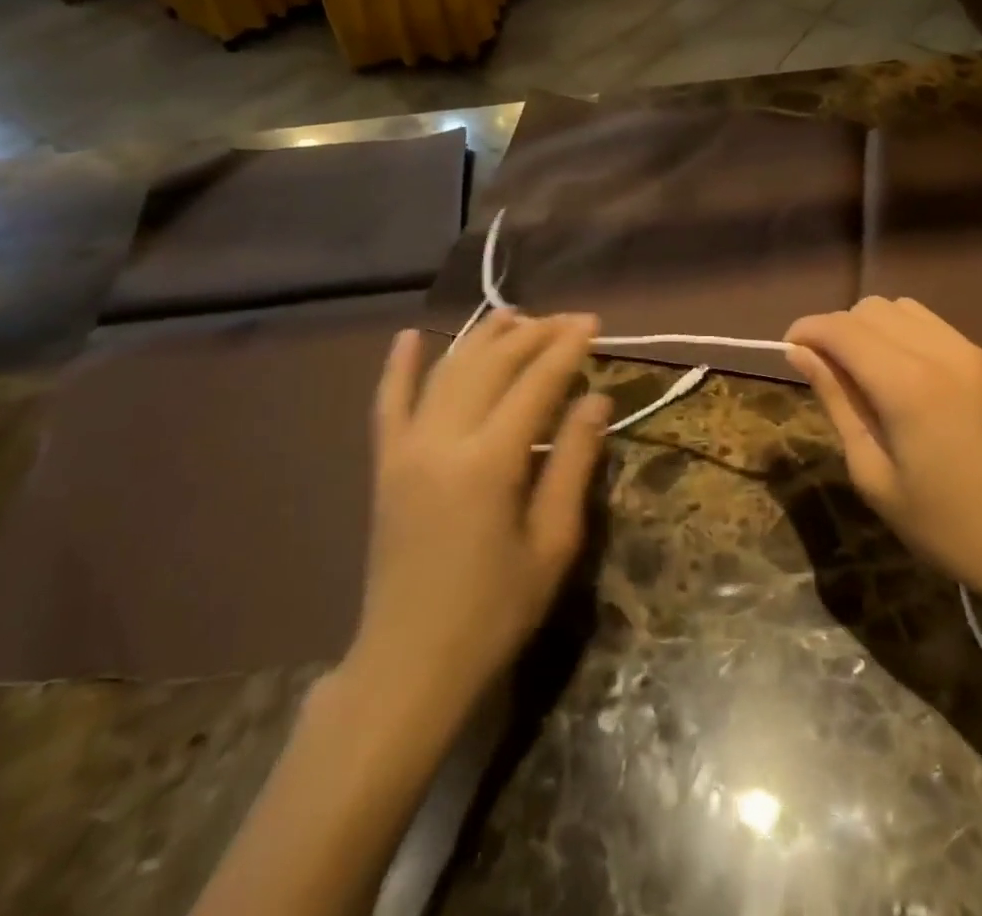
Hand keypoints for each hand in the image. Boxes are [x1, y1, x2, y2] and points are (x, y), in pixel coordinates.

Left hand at [339, 312, 607, 710]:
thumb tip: (596, 399)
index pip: (536, 383)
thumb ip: (573, 462)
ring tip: (514, 316)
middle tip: (566, 320)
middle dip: (533, 334)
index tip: (592, 323)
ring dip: (482, 338)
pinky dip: (399, 367)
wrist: (409, 664)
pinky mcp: (385, 465)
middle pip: (492, 364)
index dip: (567, 348)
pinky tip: (409, 336)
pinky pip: (387, 404)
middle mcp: (443, 440)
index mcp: (490, 462)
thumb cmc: (494, 611)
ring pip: (447, 371)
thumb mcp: (552, 542)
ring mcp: (406, 449)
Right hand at [785, 297, 981, 614]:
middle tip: (823, 374)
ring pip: (899, 307)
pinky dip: (900, 332)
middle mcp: (937, 350)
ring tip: (860, 373)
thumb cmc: (949, 526)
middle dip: (835, 330)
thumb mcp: (875, 476)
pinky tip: (898, 374)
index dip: (806, 331)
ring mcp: (967, 351)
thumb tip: (801, 355)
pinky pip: (928, 323)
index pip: (840, 328)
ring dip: (868, 327)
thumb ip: (837, 403)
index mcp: (906, 383)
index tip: (787, 353)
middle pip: (867, 309)